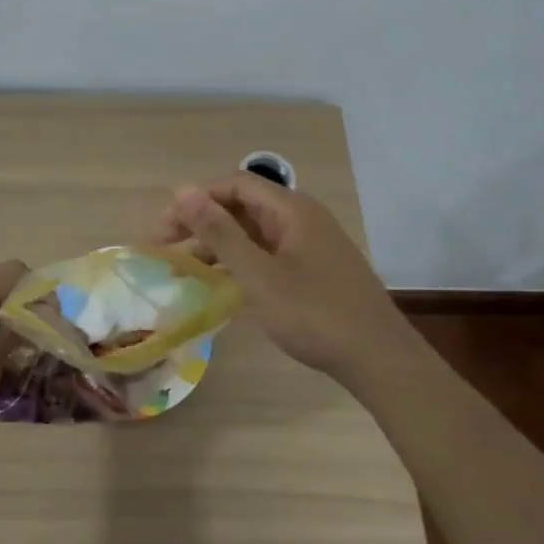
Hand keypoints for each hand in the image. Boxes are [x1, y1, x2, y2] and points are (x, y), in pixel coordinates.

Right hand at [154, 175, 412, 387]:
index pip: (234, 185)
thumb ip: (219, 233)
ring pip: (254, 231)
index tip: (164, 229)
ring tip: (187, 268)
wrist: (379, 358)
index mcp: (291, 209)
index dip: (195, 199)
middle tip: (166, 247)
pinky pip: (268, 252)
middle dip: (203, 221)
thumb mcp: (258, 275)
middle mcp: (302, 217)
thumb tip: (181, 191)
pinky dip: (241, 261)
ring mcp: (311, 243)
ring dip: (219, 243)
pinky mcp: (315, 268)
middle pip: (243, 205)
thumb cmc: (314, 314)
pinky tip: (223, 283)